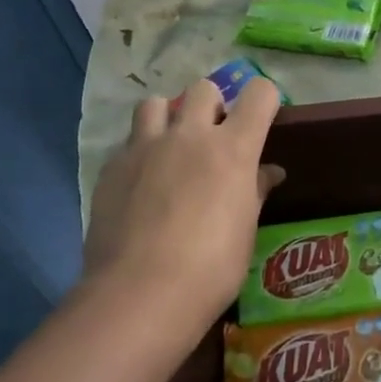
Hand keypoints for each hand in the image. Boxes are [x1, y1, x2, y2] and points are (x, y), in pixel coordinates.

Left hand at [83, 78, 284, 329]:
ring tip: (169, 148)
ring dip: (167, 118)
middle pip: (203, 88)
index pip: (259, 94)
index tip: (263, 118)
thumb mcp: (245, 230)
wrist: (140, 294)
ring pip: (154, 103)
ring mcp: (146, 148)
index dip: (265, 99)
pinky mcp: (112, 168)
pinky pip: (128, 143)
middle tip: (212, 137)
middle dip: (212, 104)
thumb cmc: (211, 267)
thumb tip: (268, 172)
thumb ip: (254, 192)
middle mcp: (190, 135)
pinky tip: (140, 185)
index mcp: (232, 148)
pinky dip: (139, 153)